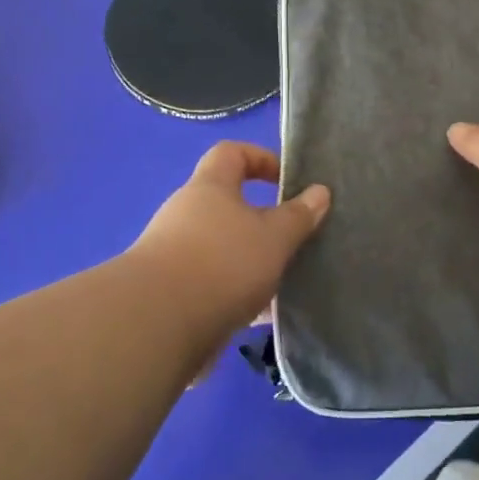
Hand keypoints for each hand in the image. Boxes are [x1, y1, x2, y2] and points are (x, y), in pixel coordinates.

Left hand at [127, 142, 329, 337]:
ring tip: (286, 281)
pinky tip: (264, 317)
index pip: (231, 153)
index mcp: (210, 188)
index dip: (261, 158)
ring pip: (225, 250)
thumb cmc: (223, 262)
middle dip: (263, 221)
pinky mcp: (173, 294)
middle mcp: (187, 215)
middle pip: (228, 205)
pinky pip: (215, 286)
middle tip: (294, 238)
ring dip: (253, 262)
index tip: (288, 180)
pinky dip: (239, 296)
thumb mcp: (274, 236)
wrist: (158, 325)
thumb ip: (299, 215)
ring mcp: (176, 255)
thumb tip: (320, 192)